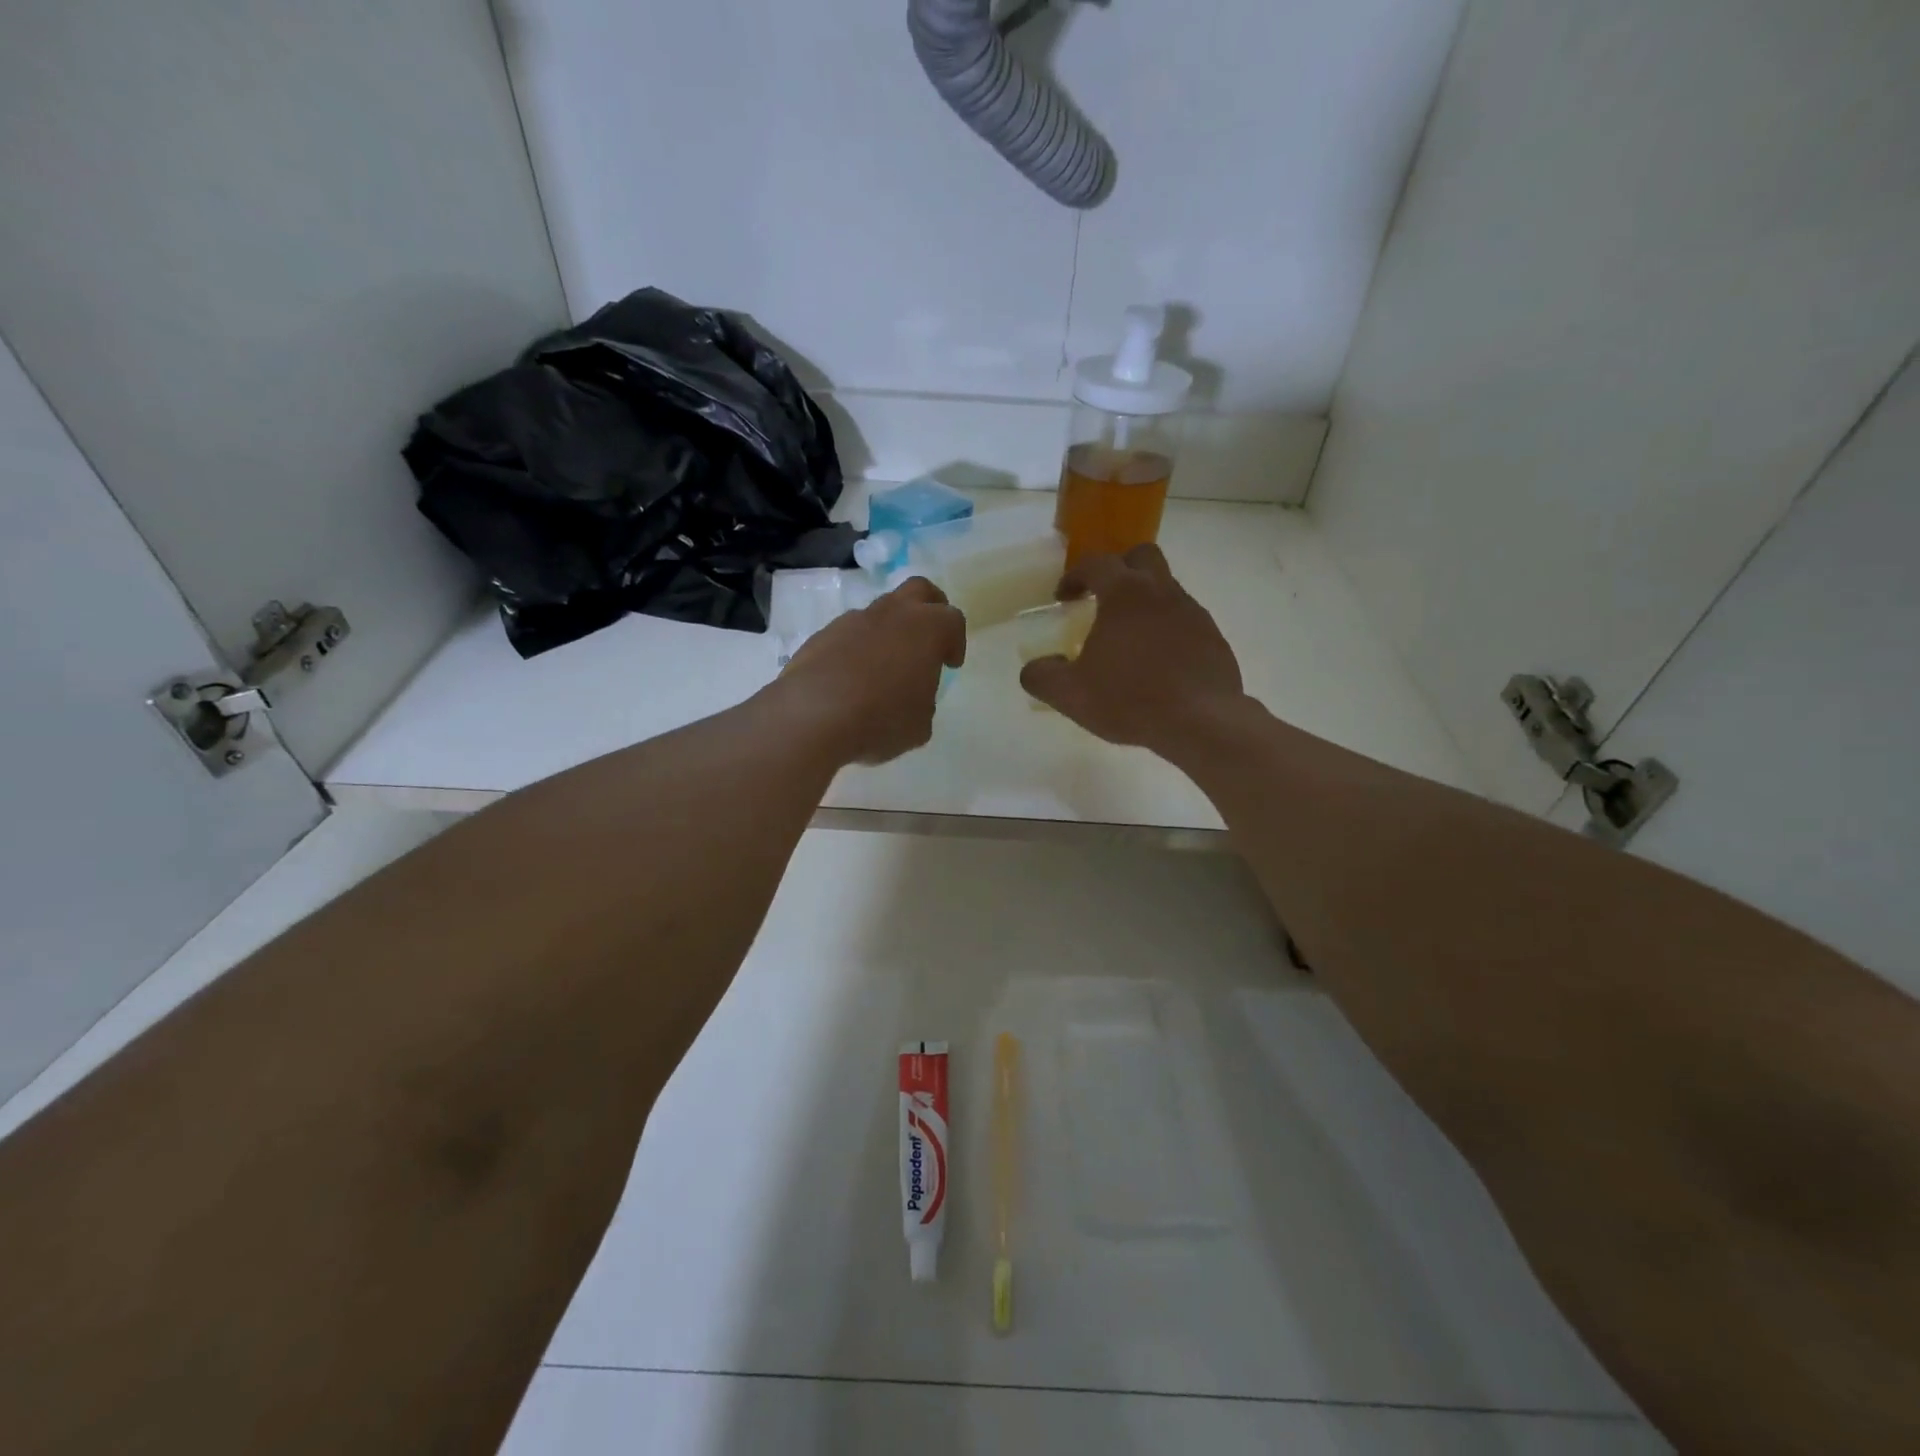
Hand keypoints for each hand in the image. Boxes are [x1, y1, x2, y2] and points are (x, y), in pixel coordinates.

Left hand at [774, 576, 966, 765]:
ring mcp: (853, 620)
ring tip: (885, 666)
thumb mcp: (919, 725)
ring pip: (880, 611)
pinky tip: (852, 678)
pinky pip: (849, 633)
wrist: (812, 716)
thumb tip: (912, 695)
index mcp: (927, 629)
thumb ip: (924, 702)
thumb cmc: (881, 719)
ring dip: (889, 630)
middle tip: (929, 638)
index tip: (950, 664)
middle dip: (930, 608)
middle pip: (919, 590)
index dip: (955, 642)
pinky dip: (857, 647)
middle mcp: (892, 613)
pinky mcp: (822, 634)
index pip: (952, 621)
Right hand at [1019, 545, 1246, 755]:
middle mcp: (1161, 591)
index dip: (1074, 576)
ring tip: (1128, 641)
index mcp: (1125, 593)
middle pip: (1141, 557)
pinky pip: (1185, 621)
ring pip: (1166, 589)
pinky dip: (1167, 631)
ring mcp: (1193, 612)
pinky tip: (1157, 664)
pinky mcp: (1213, 637)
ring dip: (1144, 603)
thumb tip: (1033, 669)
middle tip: (1103, 599)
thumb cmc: (1130, 699)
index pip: (1095, 564)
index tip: (1063, 598)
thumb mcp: (1070, 694)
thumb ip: (1043, 677)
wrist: (1201, 721)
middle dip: (1119, 569)